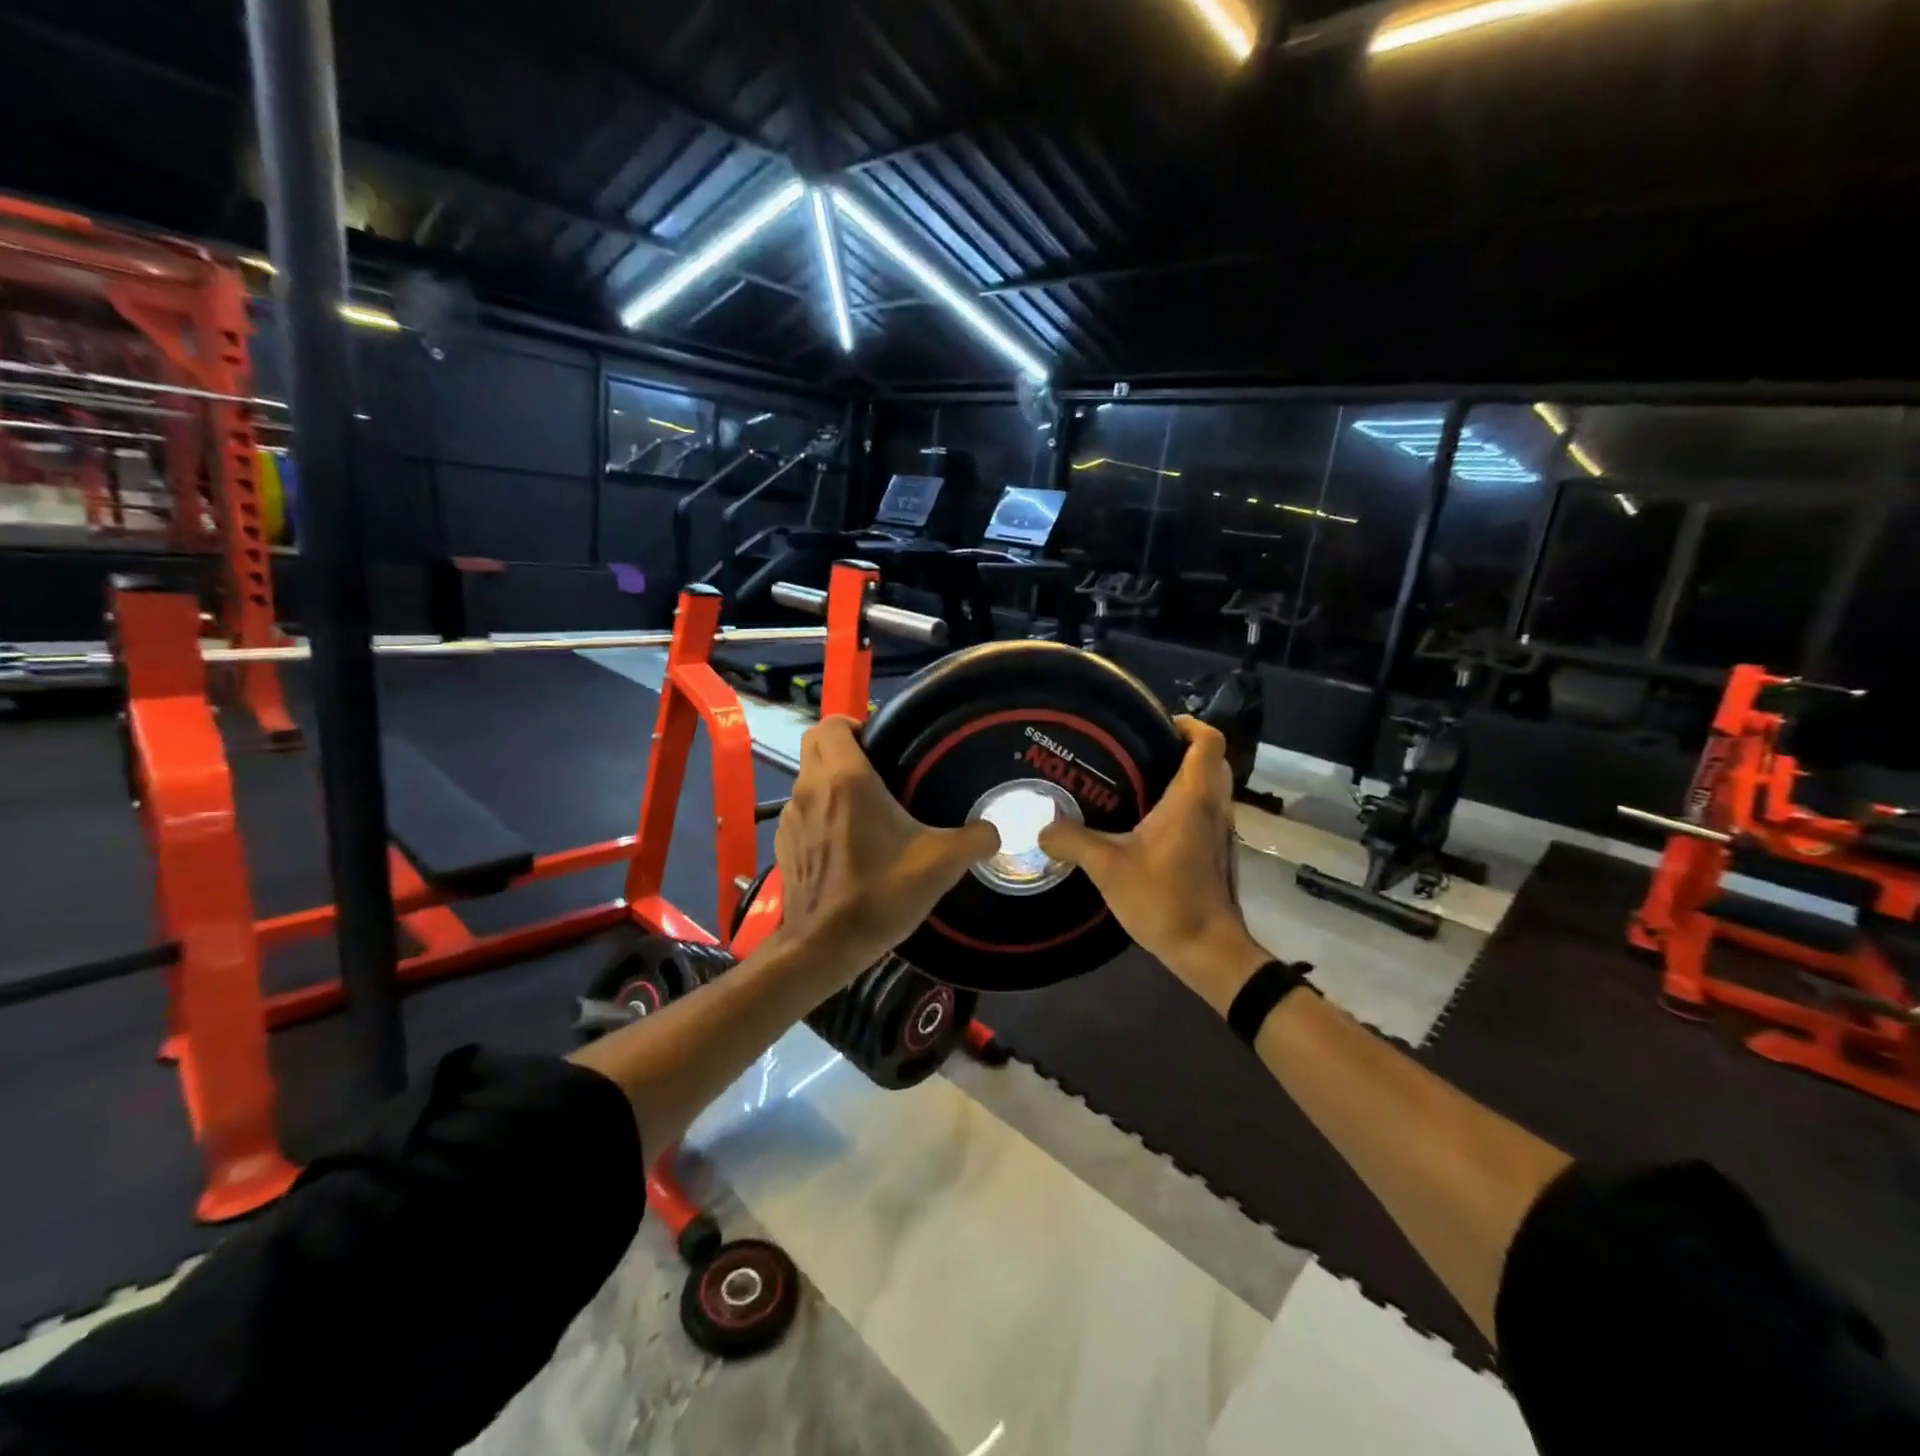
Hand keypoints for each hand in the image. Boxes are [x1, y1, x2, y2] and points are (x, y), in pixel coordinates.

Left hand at [774, 716, 999, 974]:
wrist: (824, 946)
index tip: (882, 742)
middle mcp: (811, 788)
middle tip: (878, 766)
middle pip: (815, 744)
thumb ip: (975, 839)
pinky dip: (819, 811)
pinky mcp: (784, 845)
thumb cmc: (880, 893)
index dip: (854, 723)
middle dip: (842, 745)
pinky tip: (845, 840)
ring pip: (807, 778)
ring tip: (865, 805)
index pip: (832, 724)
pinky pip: (801, 811)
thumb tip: (994, 831)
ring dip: (830, 779)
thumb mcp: (941, 863)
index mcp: (846, 778)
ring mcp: (790, 818)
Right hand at [1039, 717, 1267, 1012]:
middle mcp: (1213, 807)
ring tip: (1139, 779)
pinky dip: (1185, 802)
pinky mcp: (1216, 852)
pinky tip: (1149, 821)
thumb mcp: (1109, 868)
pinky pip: (1205, 810)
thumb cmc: (1165, 900)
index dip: (1188, 724)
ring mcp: (1219, 831)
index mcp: (1192, 799)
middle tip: (1141, 749)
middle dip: (1182, 747)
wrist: (1209, 950)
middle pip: (1211, 760)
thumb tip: (1042, 825)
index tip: (1157, 723)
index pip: (1207, 742)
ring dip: (1185, 775)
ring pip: (1211, 786)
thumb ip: (1073, 840)